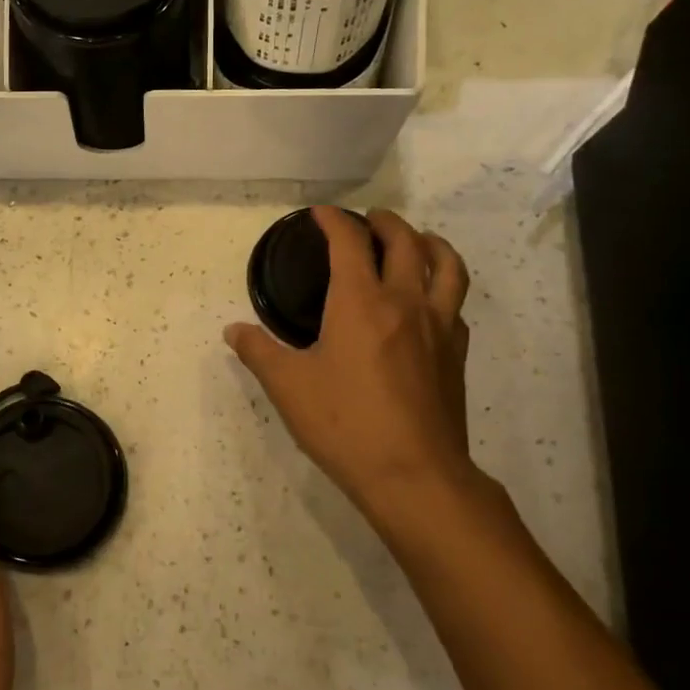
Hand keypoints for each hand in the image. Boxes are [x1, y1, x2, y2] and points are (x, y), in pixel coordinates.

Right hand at [226, 208, 479, 544]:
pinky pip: (455, 304)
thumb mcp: (288, 387)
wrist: (414, 475)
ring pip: (446, 266)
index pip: (349, 242)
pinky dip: (443, 286)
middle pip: (405, 242)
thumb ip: (258, 352)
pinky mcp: (456, 354)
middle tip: (369, 219)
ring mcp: (438, 327)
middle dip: (385, 222)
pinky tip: (431, 301)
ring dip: (430, 243)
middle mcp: (404, 303)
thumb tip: (234, 331)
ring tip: (417, 240)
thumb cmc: (345, 424)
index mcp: (360, 302)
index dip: (333, 221)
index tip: (319, 213)